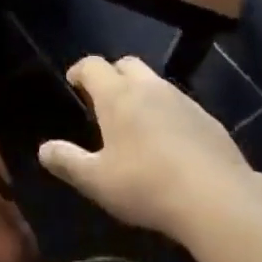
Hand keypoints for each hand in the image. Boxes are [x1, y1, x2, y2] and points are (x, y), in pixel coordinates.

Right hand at [39, 55, 251, 237]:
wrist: (217, 198)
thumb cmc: (146, 185)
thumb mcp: (97, 181)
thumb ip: (68, 161)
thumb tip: (44, 149)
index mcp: (117, 95)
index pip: (93, 65)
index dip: (80, 70)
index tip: (74, 82)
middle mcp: (149, 88)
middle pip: (127, 63)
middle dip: (113, 74)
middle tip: (105, 98)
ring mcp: (183, 100)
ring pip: (156, 82)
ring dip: (142, 92)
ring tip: (136, 121)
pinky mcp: (208, 119)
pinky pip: (180, 104)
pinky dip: (168, 112)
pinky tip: (170, 141)